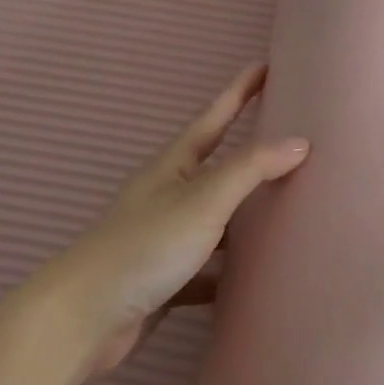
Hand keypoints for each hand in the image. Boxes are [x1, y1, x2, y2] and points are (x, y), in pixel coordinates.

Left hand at [28, 64, 309, 374]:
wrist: (83, 319)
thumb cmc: (145, 245)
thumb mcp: (204, 199)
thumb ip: (251, 168)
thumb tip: (300, 142)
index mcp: (174, 167)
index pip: (214, 117)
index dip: (239, 91)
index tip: (265, 65)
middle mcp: (168, 196)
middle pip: (216, 166)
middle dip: (249, 153)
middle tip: (289, 139)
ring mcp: (164, 238)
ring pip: (216, 220)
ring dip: (245, 216)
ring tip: (286, 211)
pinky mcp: (164, 279)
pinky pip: (208, 268)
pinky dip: (229, 271)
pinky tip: (256, 279)